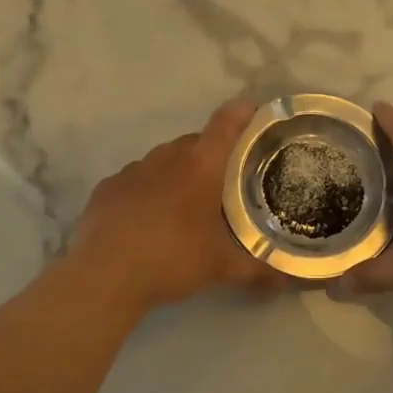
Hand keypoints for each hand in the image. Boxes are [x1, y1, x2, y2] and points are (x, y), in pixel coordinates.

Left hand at [67, 98, 278, 313]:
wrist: (105, 275)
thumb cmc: (172, 259)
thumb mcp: (221, 268)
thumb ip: (258, 271)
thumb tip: (287, 282)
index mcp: (200, 166)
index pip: (226, 123)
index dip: (242, 112)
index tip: (254, 110)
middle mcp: (166, 158)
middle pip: (194, 142)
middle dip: (211, 154)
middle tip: (223, 180)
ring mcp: (132, 170)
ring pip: (162, 160)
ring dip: (177, 172)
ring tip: (185, 203)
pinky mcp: (107, 188)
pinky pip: (134, 180)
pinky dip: (146, 191)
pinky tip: (147, 218)